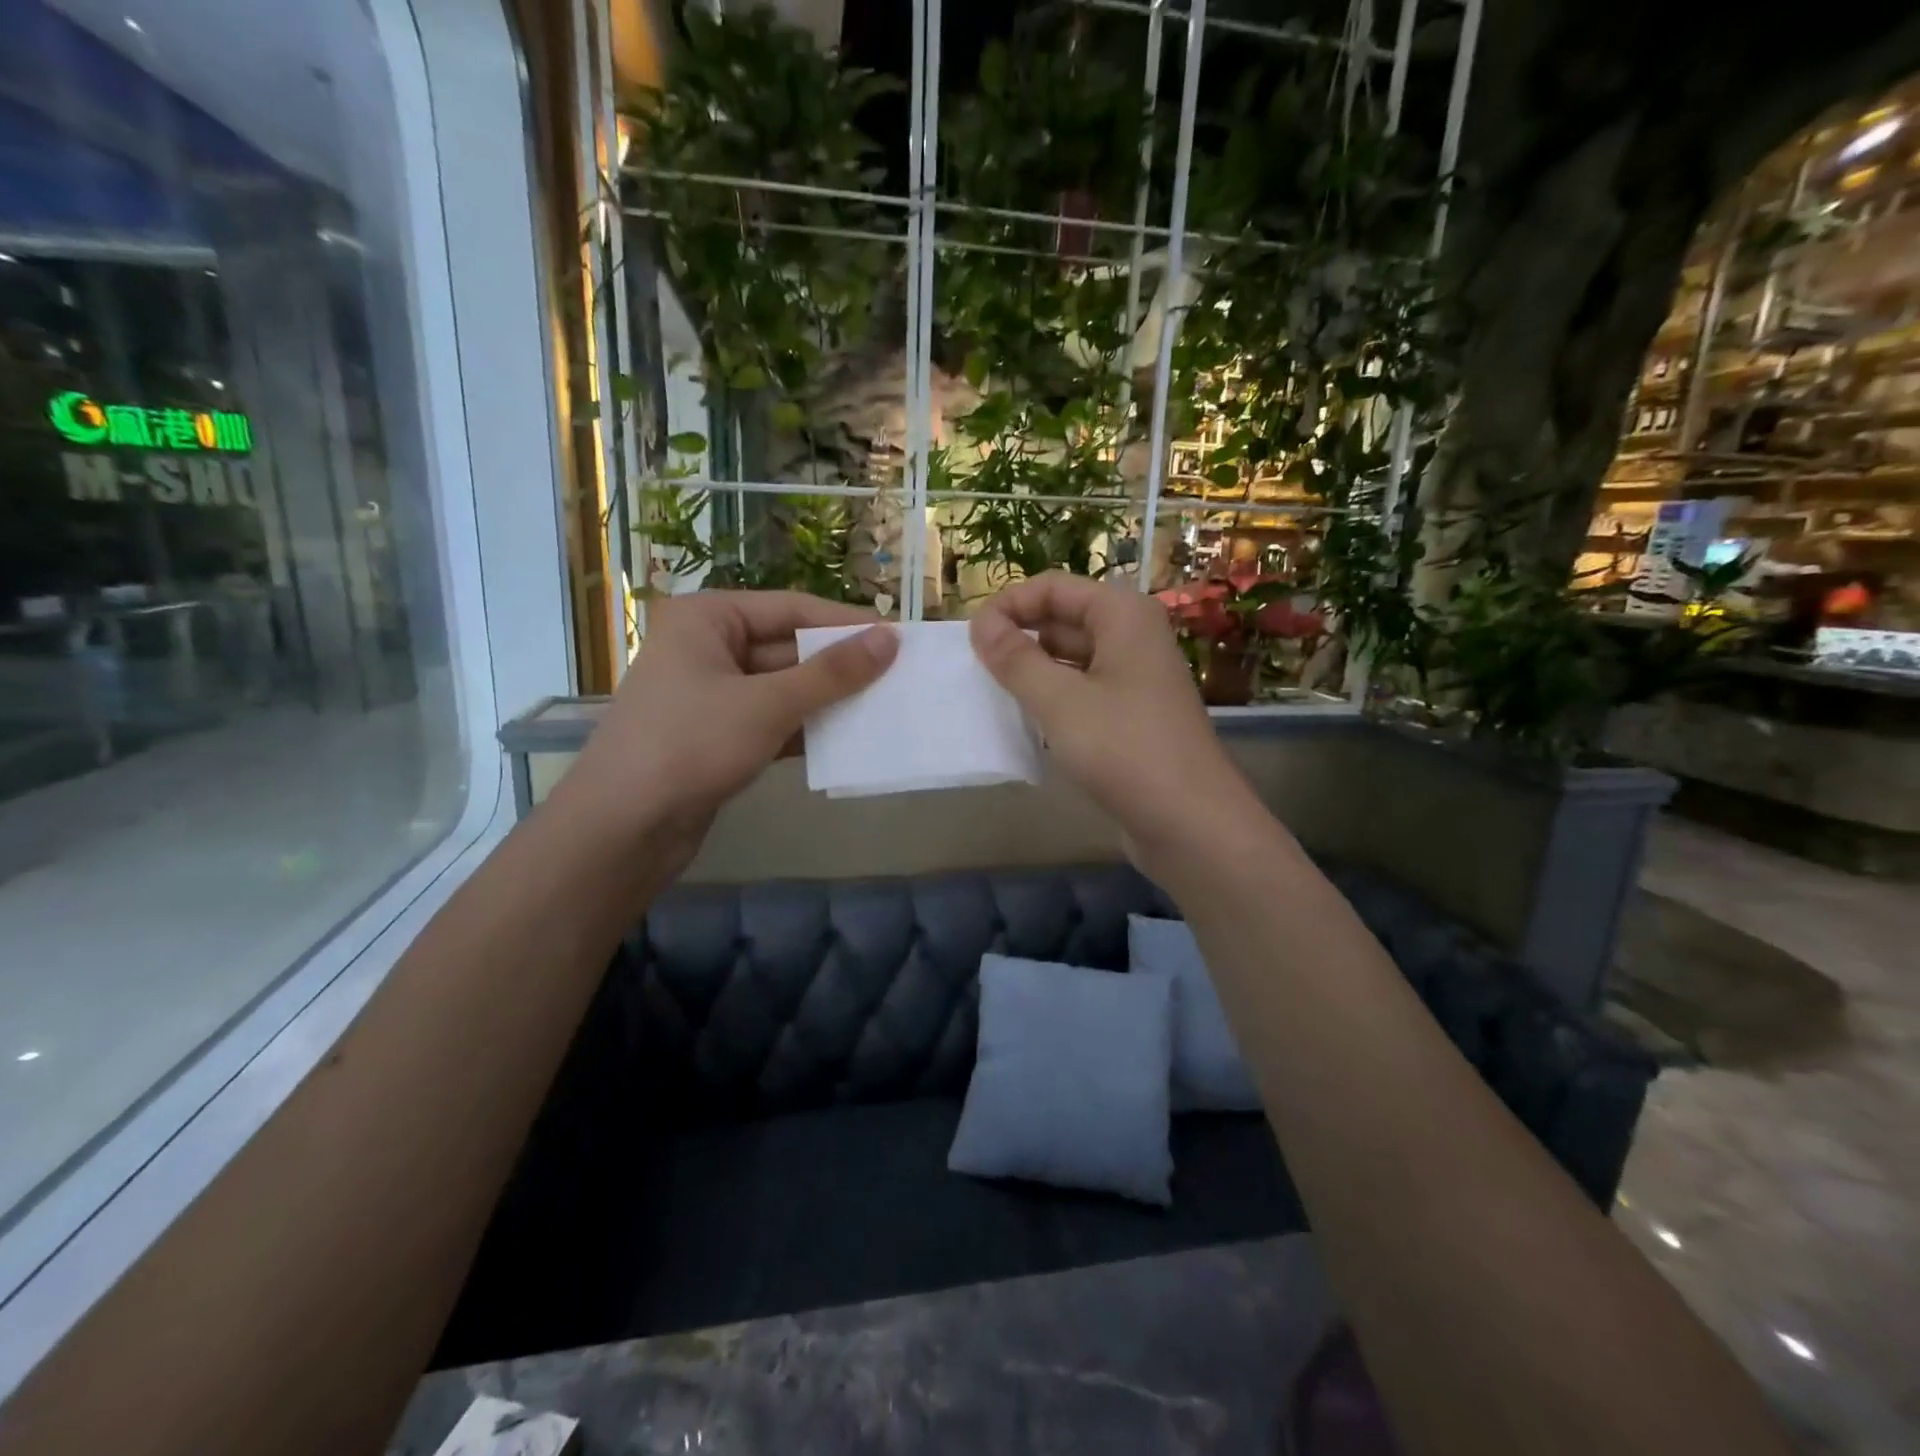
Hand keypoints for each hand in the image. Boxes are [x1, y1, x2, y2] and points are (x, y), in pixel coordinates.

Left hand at [557, 591, 896, 865]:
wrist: (622, 828)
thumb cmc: (690, 745)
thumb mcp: (767, 704)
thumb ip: (831, 673)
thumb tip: (890, 639)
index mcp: (707, 618)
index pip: (791, 608)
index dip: (845, 624)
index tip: (898, 638)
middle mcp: (707, 646)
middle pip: (788, 647)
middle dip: (839, 667)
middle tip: (898, 677)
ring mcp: (711, 693)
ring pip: (783, 687)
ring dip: (827, 700)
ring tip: (884, 708)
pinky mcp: (717, 735)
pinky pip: (772, 720)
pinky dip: (806, 729)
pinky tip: (848, 740)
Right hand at [969, 571, 1255, 871]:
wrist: (1190, 824)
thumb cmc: (1124, 750)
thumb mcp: (1059, 701)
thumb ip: (1016, 658)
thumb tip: (980, 623)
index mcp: (1123, 615)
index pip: (1052, 588)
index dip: (1008, 606)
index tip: (970, 640)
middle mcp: (1132, 638)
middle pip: (1062, 620)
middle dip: (1018, 639)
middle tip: (975, 671)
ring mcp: (1134, 679)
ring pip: (1070, 660)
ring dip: (1033, 672)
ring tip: (993, 696)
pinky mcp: (1131, 717)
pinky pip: (1082, 693)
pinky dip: (1053, 701)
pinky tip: (1027, 723)